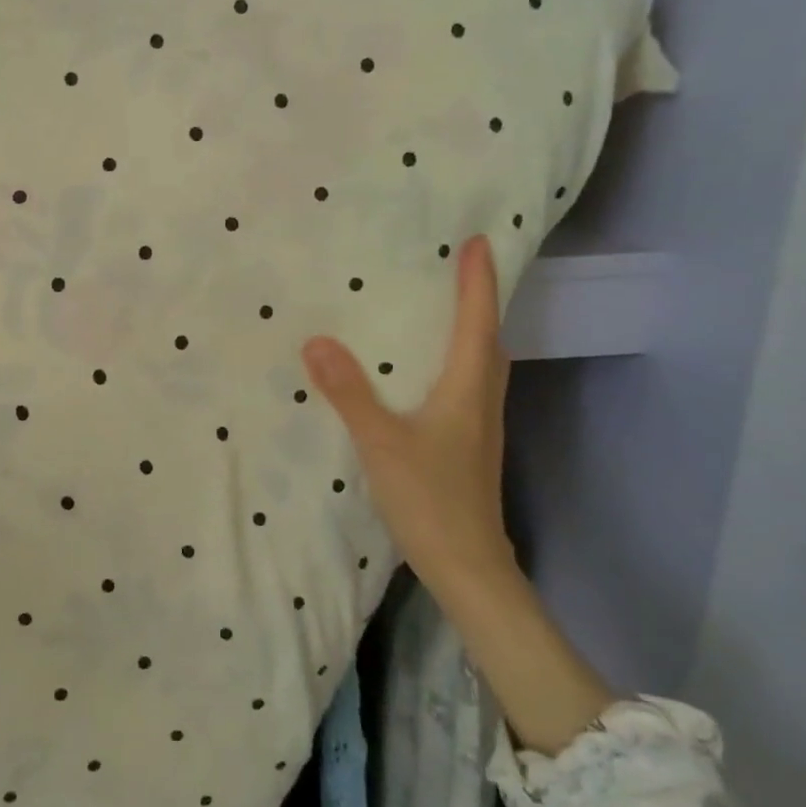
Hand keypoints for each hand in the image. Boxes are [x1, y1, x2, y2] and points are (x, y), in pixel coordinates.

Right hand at [301, 235, 514, 593]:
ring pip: (482, 364)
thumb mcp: (381, 442)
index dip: (478, 281)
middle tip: (459, 267)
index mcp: (468, 389)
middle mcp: (481, 400)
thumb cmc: (430, 499)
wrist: (467, 566)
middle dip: (478, 300)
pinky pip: (467, 385)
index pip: (477, 322)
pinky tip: (425, 371)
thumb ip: (349, 392)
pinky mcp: (468, 445)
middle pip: (489, 339)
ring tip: (441, 309)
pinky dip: (455, 361)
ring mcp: (479, 426)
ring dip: (470, 330)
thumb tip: (316, 340)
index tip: (478, 240)